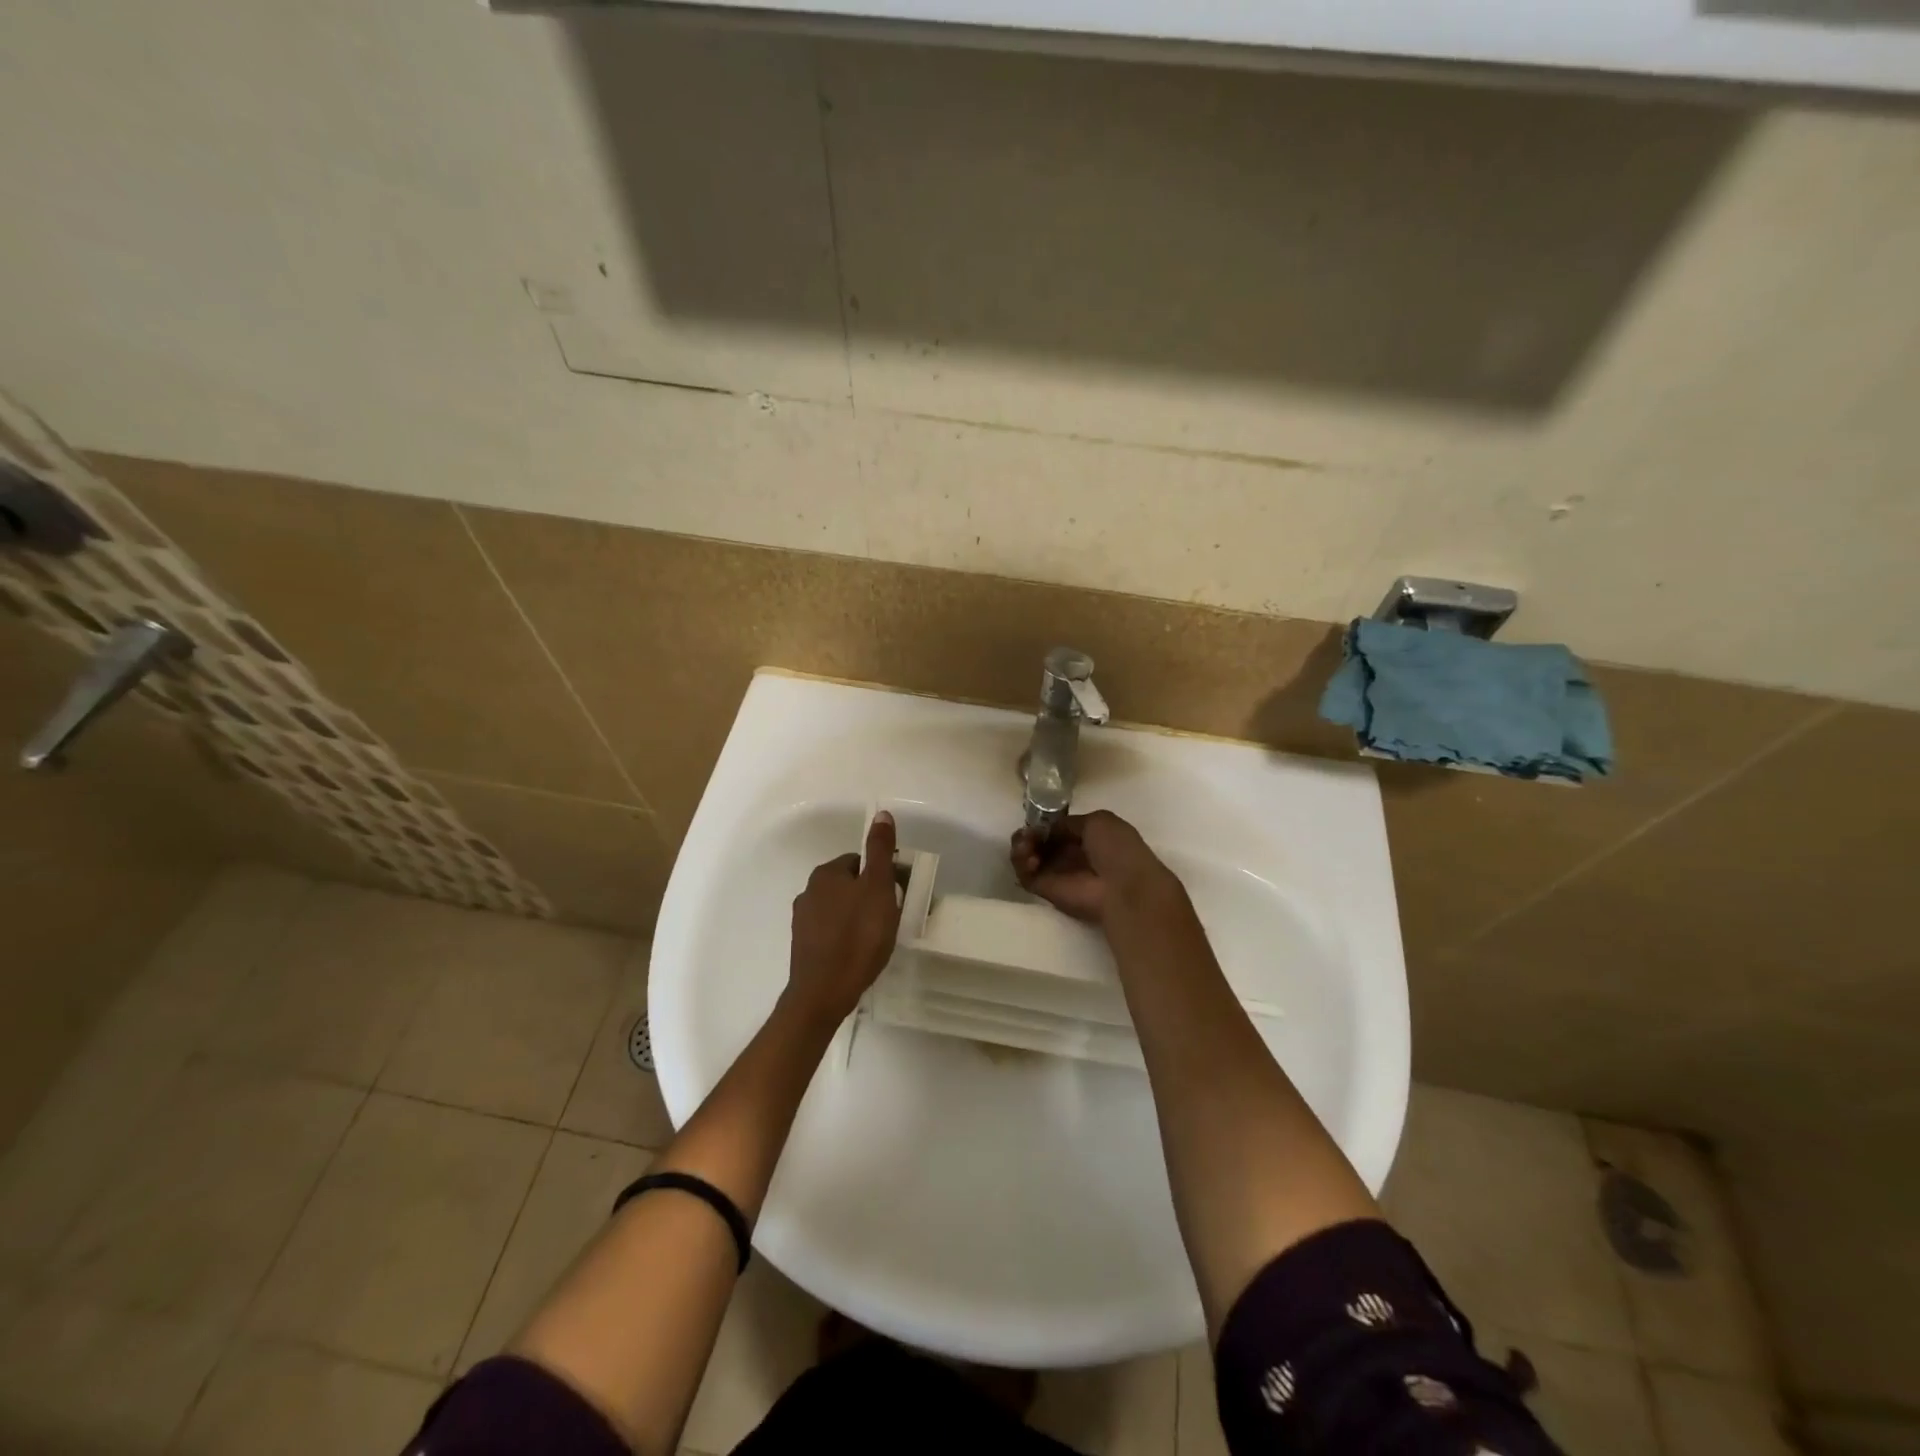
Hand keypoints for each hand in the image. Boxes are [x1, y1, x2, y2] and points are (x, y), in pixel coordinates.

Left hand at [786, 812, 902, 1024]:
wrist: (824, 992)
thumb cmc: (857, 936)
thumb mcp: (878, 888)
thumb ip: (880, 851)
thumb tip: (881, 813)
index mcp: (826, 873)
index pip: (859, 862)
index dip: (882, 876)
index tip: (897, 896)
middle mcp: (808, 891)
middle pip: (849, 885)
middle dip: (870, 896)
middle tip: (890, 918)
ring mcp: (803, 921)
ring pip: (839, 909)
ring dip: (857, 917)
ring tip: (877, 939)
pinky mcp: (803, 947)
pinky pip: (831, 932)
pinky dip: (846, 937)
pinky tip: (859, 953)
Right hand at [1010, 810, 1183, 926]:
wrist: (1121, 886)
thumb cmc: (1116, 849)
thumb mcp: (1098, 820)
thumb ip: (1068, 822)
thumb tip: (1048, 828)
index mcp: (1086, 837)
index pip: (1055, 828)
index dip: (1044, 823)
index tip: (1038, 821)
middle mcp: (1069, 855)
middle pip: (1038, 841)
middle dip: (1029, 834)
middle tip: (1028, 834)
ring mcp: (1055, 873)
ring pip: (1027, 856)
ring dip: (1021, 846)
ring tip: (1027, 846)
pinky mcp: (1044, 889)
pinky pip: (1024, 875)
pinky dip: (1020, 864)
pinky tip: (1030, 859)